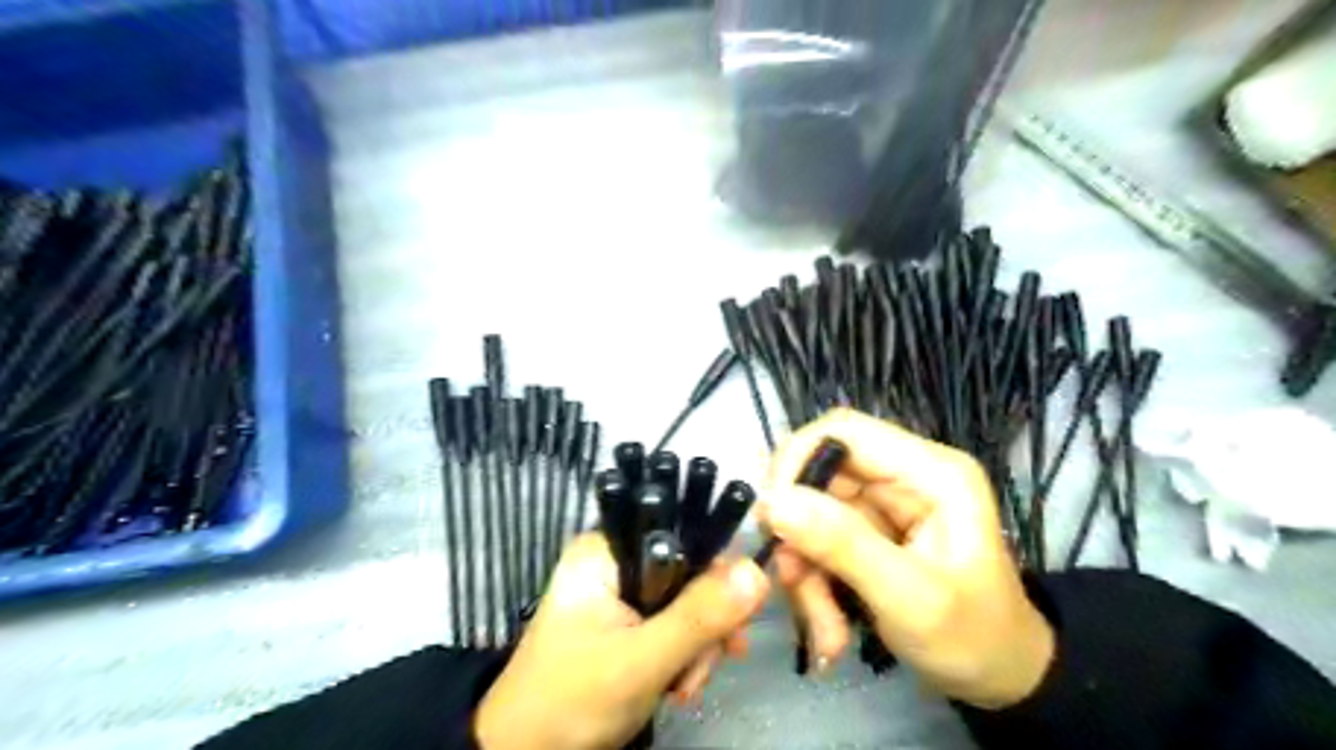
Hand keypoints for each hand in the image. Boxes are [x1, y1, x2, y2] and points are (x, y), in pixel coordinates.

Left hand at [476, 533, 768, 749]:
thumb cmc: (570, 701)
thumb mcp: (639, 661)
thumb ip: (698, 616)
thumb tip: (758, 571)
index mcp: (606, 549)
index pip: (679, 533)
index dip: (715, 567)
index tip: (738, 613)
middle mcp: (615, 561)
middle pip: (688, 570)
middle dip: (705, 622)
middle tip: (700, 668)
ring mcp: (621, 593)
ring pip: (686, 601)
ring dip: (698, 645)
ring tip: (685, 687)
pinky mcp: (628, 622)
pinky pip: (674, 623)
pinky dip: (686, 654)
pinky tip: (683, 684)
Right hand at [756, 411, 1049, 708]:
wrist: (1001, 678)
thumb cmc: (975, 638)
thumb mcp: (911, 599)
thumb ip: (843, 546)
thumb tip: (773, 503)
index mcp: (931, 472)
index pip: (843, 431)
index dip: (797, 461)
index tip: (771, 517)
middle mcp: (902, 475)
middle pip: (818, 476)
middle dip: (798, 534)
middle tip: (791, 583)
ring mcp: (882, 503)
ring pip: (809, 513)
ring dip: (804, 569)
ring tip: (824, 627)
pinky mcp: (866, 529)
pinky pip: (816, 541)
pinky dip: (812, 582)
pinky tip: (830, 627)